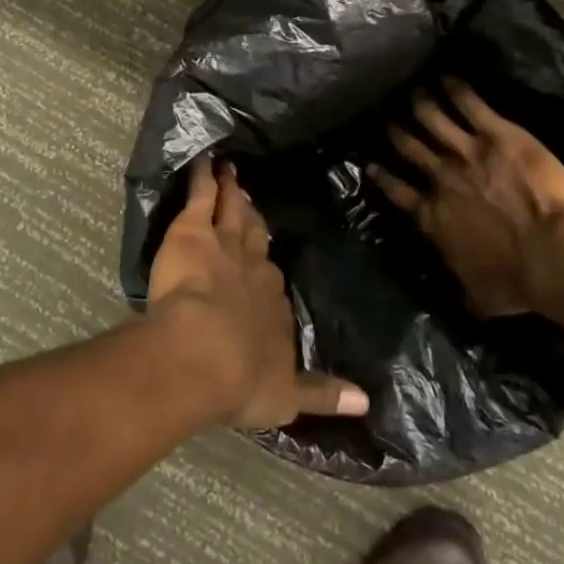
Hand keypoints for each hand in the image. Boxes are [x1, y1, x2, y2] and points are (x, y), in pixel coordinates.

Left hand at [148, 156, 369, 428]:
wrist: (204, 353)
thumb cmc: (241, 380)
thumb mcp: (287, 398)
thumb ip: (324, 395)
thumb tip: (368, 402)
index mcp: (273, 307)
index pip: (272, 285)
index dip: (265, 275)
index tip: (264, 264)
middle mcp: (255, 270)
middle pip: (256, 241)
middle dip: (254, 224)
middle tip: (252, 204)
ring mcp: (225, 245)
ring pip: (232, 213)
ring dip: (232, 194)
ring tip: (231, 173)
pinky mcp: (195, 230)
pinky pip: (201, 196)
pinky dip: (203, 178)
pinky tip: (205, 160)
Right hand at [369, 78, 563, 317]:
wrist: (553, 256)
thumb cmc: (517, 281)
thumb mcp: (479, 296)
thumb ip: (463, 289)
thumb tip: (464, 303)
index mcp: (432, 215)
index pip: (397, 190)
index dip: (383, 175)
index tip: (372, 163)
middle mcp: (441, 178)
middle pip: (410, 148)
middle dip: (397, 131)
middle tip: (388, 118)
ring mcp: (467, 152)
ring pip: (433, 120)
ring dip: (421, 104)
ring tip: (413, 91)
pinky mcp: (498, 135)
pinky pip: (470, 105)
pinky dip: (456, 90)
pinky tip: (448, 77)